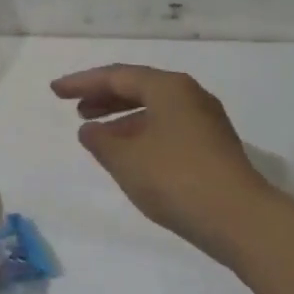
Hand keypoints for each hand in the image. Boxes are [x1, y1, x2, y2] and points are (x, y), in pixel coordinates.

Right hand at [50, 64, 275, 257]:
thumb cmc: (175, 178)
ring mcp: (206, 122)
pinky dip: (142, 134)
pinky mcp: (213, 147)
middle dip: (105, 97)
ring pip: (155, 110)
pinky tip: (130, 155)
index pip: (118, 75)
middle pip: (140, 88)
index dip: (83, 82)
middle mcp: (190, 96)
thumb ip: (100, 141)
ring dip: (123, 118)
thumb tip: (90, 129)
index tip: (55, 91)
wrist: (238, 218)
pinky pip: (168, 129)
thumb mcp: (126, 159)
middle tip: (76, 109)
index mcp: (169, 87)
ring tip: (97, 134)